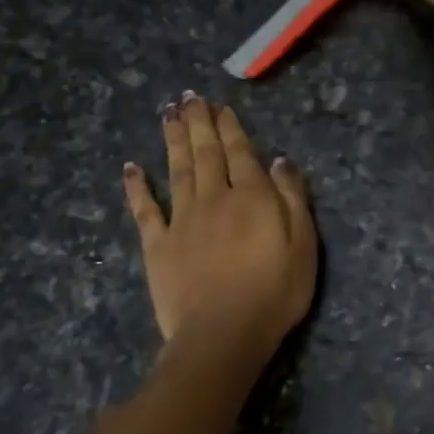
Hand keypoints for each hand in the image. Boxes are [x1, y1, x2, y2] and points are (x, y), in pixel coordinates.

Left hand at [123, 95, 316, 355]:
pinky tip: (130, 168)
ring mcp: (182, 221)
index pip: (241, 153)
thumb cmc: (275, 293)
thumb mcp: (303, 245)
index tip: (221, 106)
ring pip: (177, 171)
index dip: (231, 128)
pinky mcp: (158, 246)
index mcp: (252, 197)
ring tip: (168, 115)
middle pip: (206, 154)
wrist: (223, 335)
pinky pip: (145, 210)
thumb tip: (280, 160)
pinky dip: (137, 187)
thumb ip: (293, 199)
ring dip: (173, 141)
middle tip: (189, 98)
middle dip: (199, 123)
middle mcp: (214, 199)